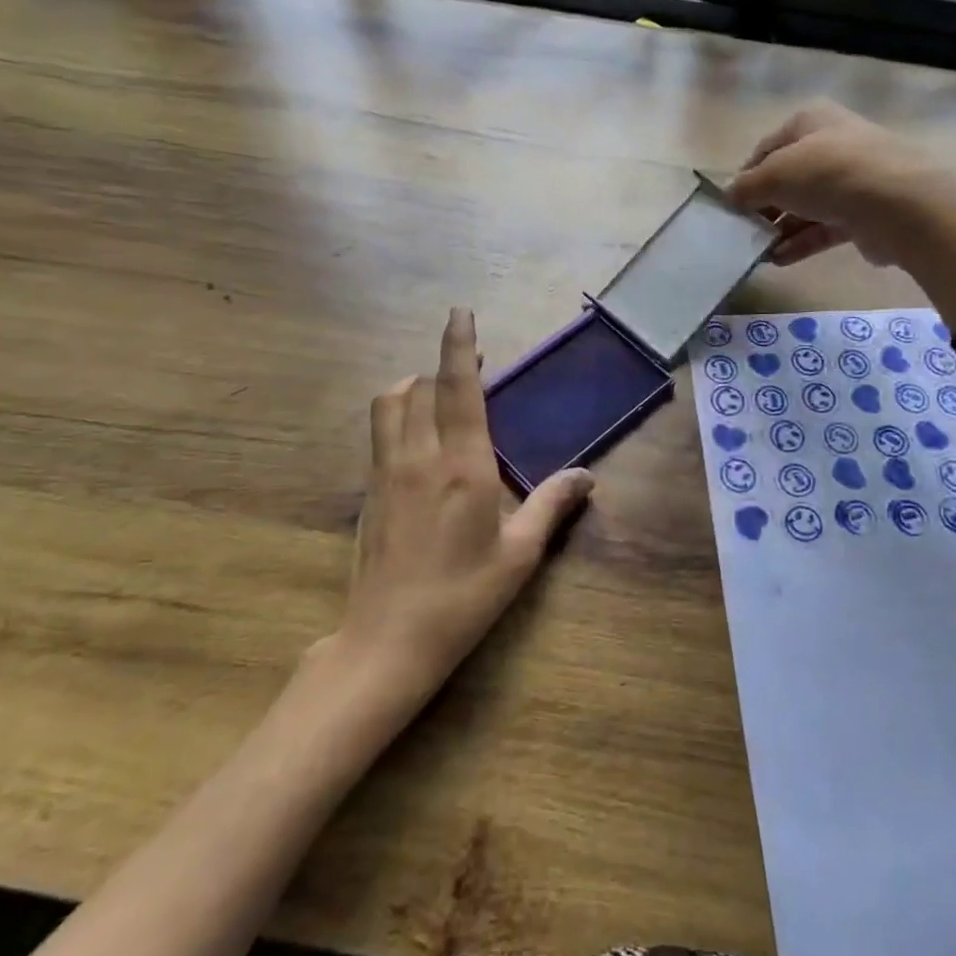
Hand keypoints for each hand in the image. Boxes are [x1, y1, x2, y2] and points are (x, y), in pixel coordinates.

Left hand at [338, 307, 592, 692]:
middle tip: (470, 364)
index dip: (460, 347)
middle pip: (417, 388)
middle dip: (441, 366)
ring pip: (388, 406)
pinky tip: (416, 443)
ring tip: (436, 394)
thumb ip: (552, 505)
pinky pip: (379, 435)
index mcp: (462, 466)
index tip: (461, 314)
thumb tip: (587, 475)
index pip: (458, 389)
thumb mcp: (520, 554)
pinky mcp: (368, 494)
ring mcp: (385, 474)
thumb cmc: (463, 597)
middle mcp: (418, 458)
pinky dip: (397, 417)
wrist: (387, 642)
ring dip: (411, 388)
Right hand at [728, 102, 955, 266]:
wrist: (897, 204)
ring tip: (757, 252)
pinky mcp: (865, 213)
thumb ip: (745, 187)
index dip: (745, 175)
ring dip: (781, 229)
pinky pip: (824, 228)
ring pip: (807, 205)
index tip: (729, 204)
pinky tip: (778, 260)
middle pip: (788, 178)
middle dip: (764, 206)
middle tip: (743, 231)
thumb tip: (729, 196)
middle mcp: (833, 144)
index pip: (767, 148)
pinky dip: (801, 242)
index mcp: (811, 121)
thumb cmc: (827, 174)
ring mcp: (853, 180)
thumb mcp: (773, 175)